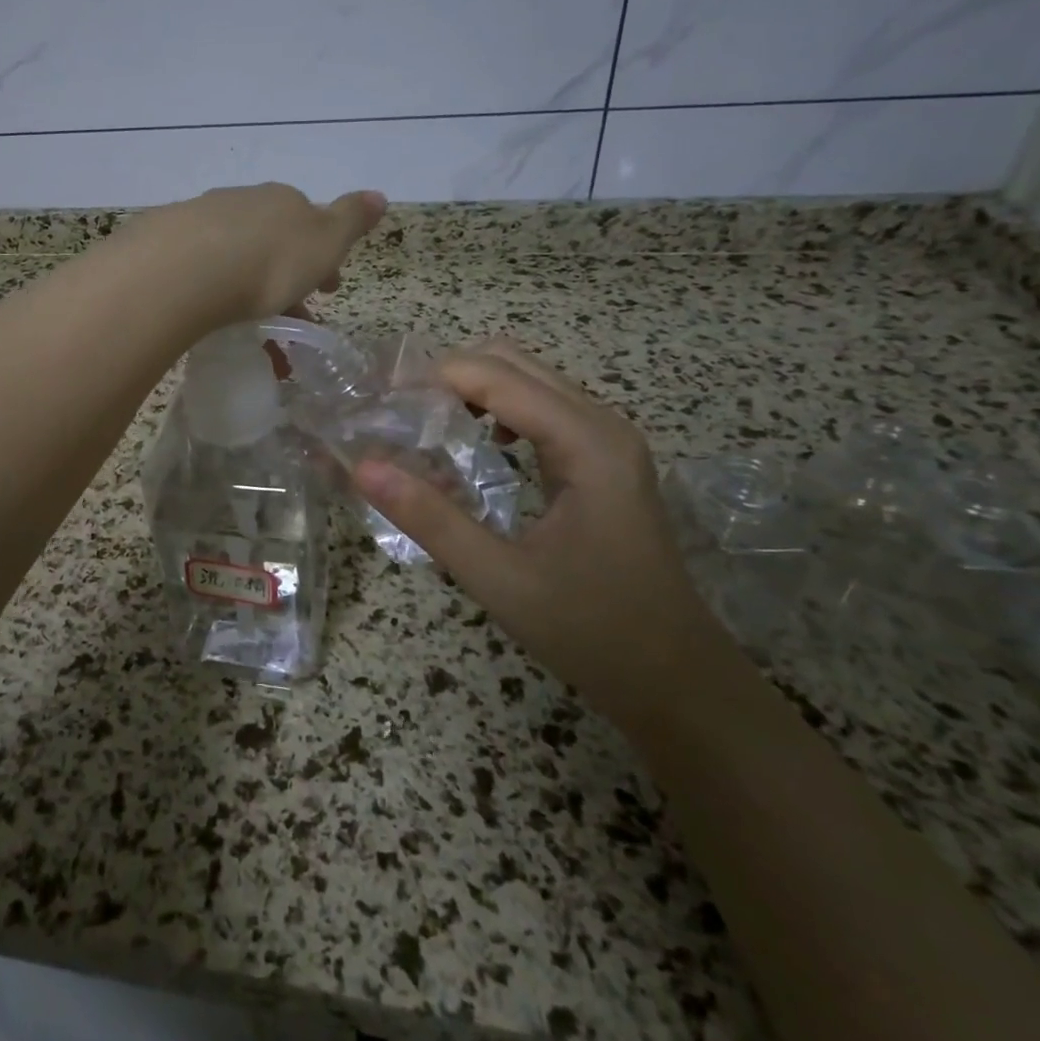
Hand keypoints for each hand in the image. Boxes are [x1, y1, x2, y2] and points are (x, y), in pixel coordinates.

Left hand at [138, 184, 387, 325]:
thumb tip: (379, 195)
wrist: (188, 269)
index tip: (327, 289)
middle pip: (271, 238)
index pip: (310, 223)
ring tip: (251, 326)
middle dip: (284, 272)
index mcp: (283, 200)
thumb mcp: (326, 242)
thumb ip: (352, 219)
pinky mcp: (167, 241)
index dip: (322, 256)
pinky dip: (213, 287)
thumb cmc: (271, 261)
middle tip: (290, 314)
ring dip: (248, 284)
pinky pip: (200, 267)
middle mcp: (243, 201)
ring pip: (235, 253)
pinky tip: (210, 309)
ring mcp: (201, 218)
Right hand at [353, 338, 733, 727]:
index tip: (378, 402)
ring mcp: (607, 439)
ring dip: (470, 388)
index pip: (494, 376)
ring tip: (422, 423)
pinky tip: (474, 445)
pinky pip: (540, 407)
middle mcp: (601, 424)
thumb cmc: (593, 632)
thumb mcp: (499, 579)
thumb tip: (362, 466)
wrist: (677, 679)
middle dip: (448, 374)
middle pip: (511, 361)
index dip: (431, 378)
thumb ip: (429, 517)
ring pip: (526, 378)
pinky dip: (495, 408)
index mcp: (586, 443)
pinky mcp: (602, 458)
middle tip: (396, 412)